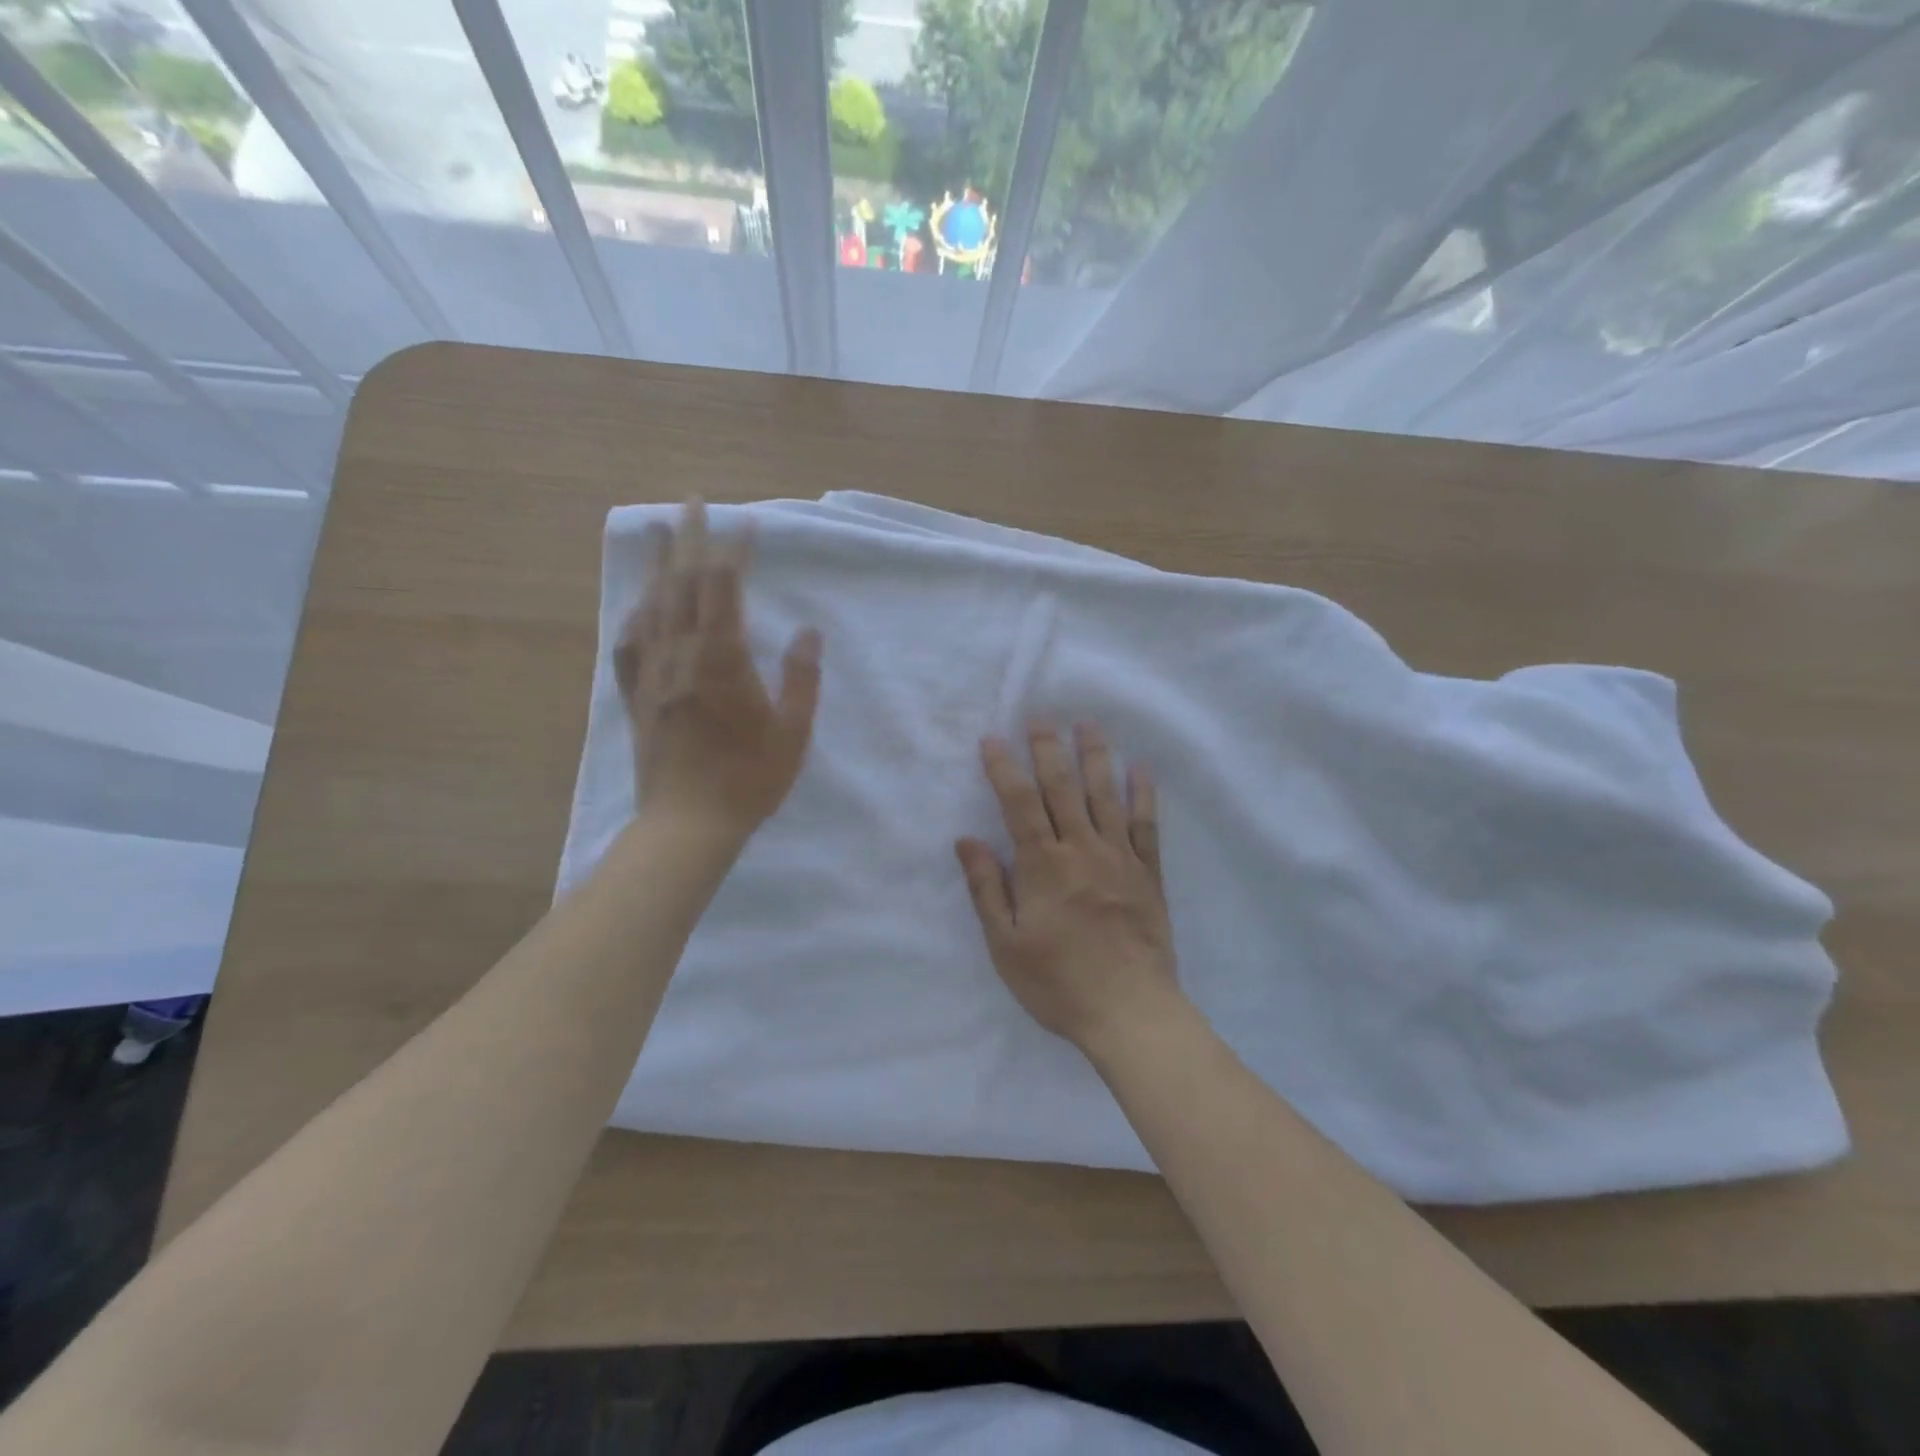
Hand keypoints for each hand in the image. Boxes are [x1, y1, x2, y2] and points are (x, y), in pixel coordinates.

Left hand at [612, 499, 821, 837]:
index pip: (725, 590)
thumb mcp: (792, 732)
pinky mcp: (637, 696)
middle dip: (689, 538)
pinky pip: (629, 643)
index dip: (735, 551)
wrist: (688, 824)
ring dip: (656, 563)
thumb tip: (808, 632)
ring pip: (652, 605)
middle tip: (692, 500)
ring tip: (656, 529)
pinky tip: (638, 602)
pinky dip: (635, 613)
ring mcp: (652, 674)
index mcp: (722, 660)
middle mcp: (681, 656)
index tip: (748, 523)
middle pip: (682, 584)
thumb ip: (801, 679)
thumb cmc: (749, 780)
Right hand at [956, 723, 1181, 1050]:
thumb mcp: (1006, 944)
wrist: (1129, 1011)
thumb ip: (987, 888)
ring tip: (1088, 724)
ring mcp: (1119, 858)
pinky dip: (1143, 793)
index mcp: (1043, 865)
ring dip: (1095, 756)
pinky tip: (1141, 768)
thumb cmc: (1058, 982)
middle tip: (1041, 717)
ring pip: (1105, 795)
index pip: (1019, 803)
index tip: (992, 739)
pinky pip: (1146, 824)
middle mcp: (1081, 849)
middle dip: (1048, 749)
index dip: (1003, 767)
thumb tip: (967, 839)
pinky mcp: (1148, 873)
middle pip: (1062, 788)